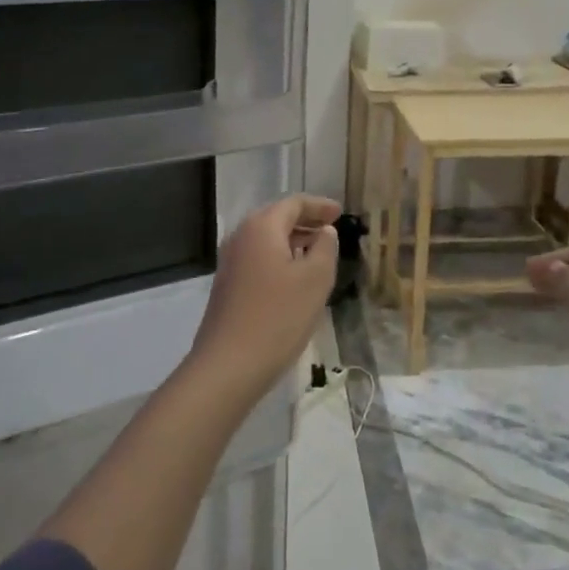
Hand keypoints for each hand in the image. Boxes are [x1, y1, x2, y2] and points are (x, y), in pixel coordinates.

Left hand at [189, 195, 340, 396]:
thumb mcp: (315, 280)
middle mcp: (241, 237)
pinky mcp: (228, 286)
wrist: (228, 366)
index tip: (340, 213)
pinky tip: (296, 278)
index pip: (293, 203)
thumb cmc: (278, 317)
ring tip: (319, 253)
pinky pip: (259, 259)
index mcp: (261, 227)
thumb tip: (324, 232)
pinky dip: (280, 258)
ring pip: (267, 240)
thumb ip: (325, 248)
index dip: (319, 205)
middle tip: (332, 229)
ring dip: (294, 241)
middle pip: (277, 218)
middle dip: (306, 221)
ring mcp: (230, 263)